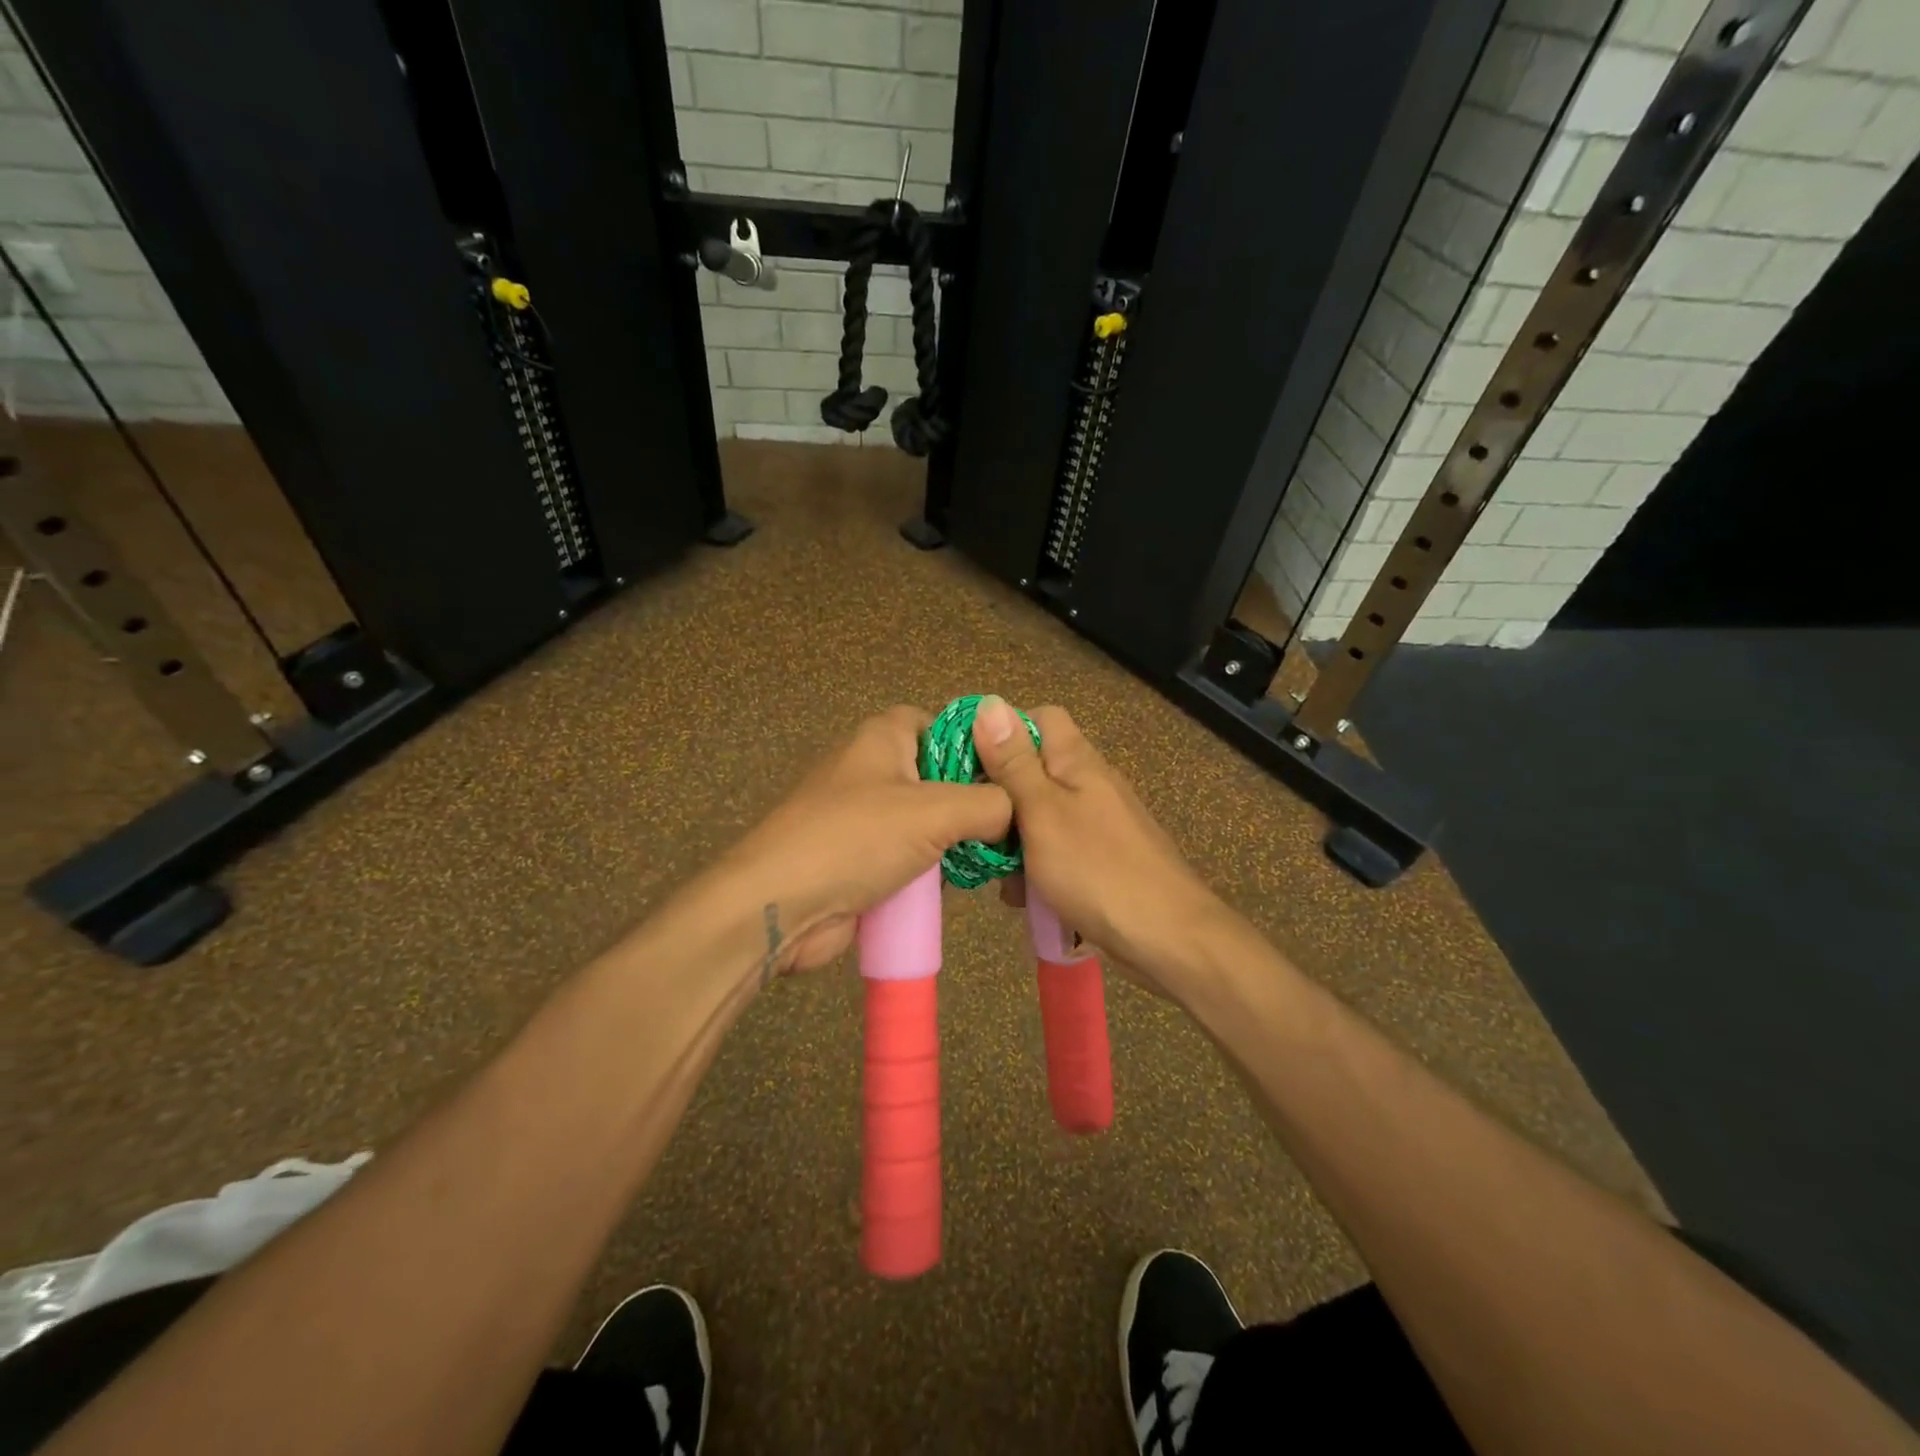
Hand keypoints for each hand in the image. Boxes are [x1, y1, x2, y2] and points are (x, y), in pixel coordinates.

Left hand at [705, 705, 1011, 977]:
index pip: (941, 723)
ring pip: (930, 821)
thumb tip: (1018, 812)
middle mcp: (874, 770)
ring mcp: (866, 817)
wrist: (780, 905)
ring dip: (959, 841)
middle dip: (976, 801)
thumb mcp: (934, 812)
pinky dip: (935, 869)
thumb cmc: (855, 839)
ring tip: (1001, 859)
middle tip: (1018, 826)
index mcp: (884, 738)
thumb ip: (989, 804)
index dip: (978, 744)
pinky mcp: (862, 859)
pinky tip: (965, 884)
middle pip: (940, 775)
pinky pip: (911, 856)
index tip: (1014, 775)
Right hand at [970, 697, 1223, 991]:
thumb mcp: (1042, 812)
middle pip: (1034, 771)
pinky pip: (1056, 851)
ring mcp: (1098, 823)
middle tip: (974, 829)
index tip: (967, 763)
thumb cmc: (1097, 870)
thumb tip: (989, 703)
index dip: (1001, 732)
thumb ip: (1014, 762)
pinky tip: (1025, 899)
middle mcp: (1090, 783)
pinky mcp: (1101, 859)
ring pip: (1040, 817)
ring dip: (1014, 842)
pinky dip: (1036, 869)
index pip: (1039, 718)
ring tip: (998, 876)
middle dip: (1000, 799)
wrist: (1167, 938)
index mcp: (1077, 761)